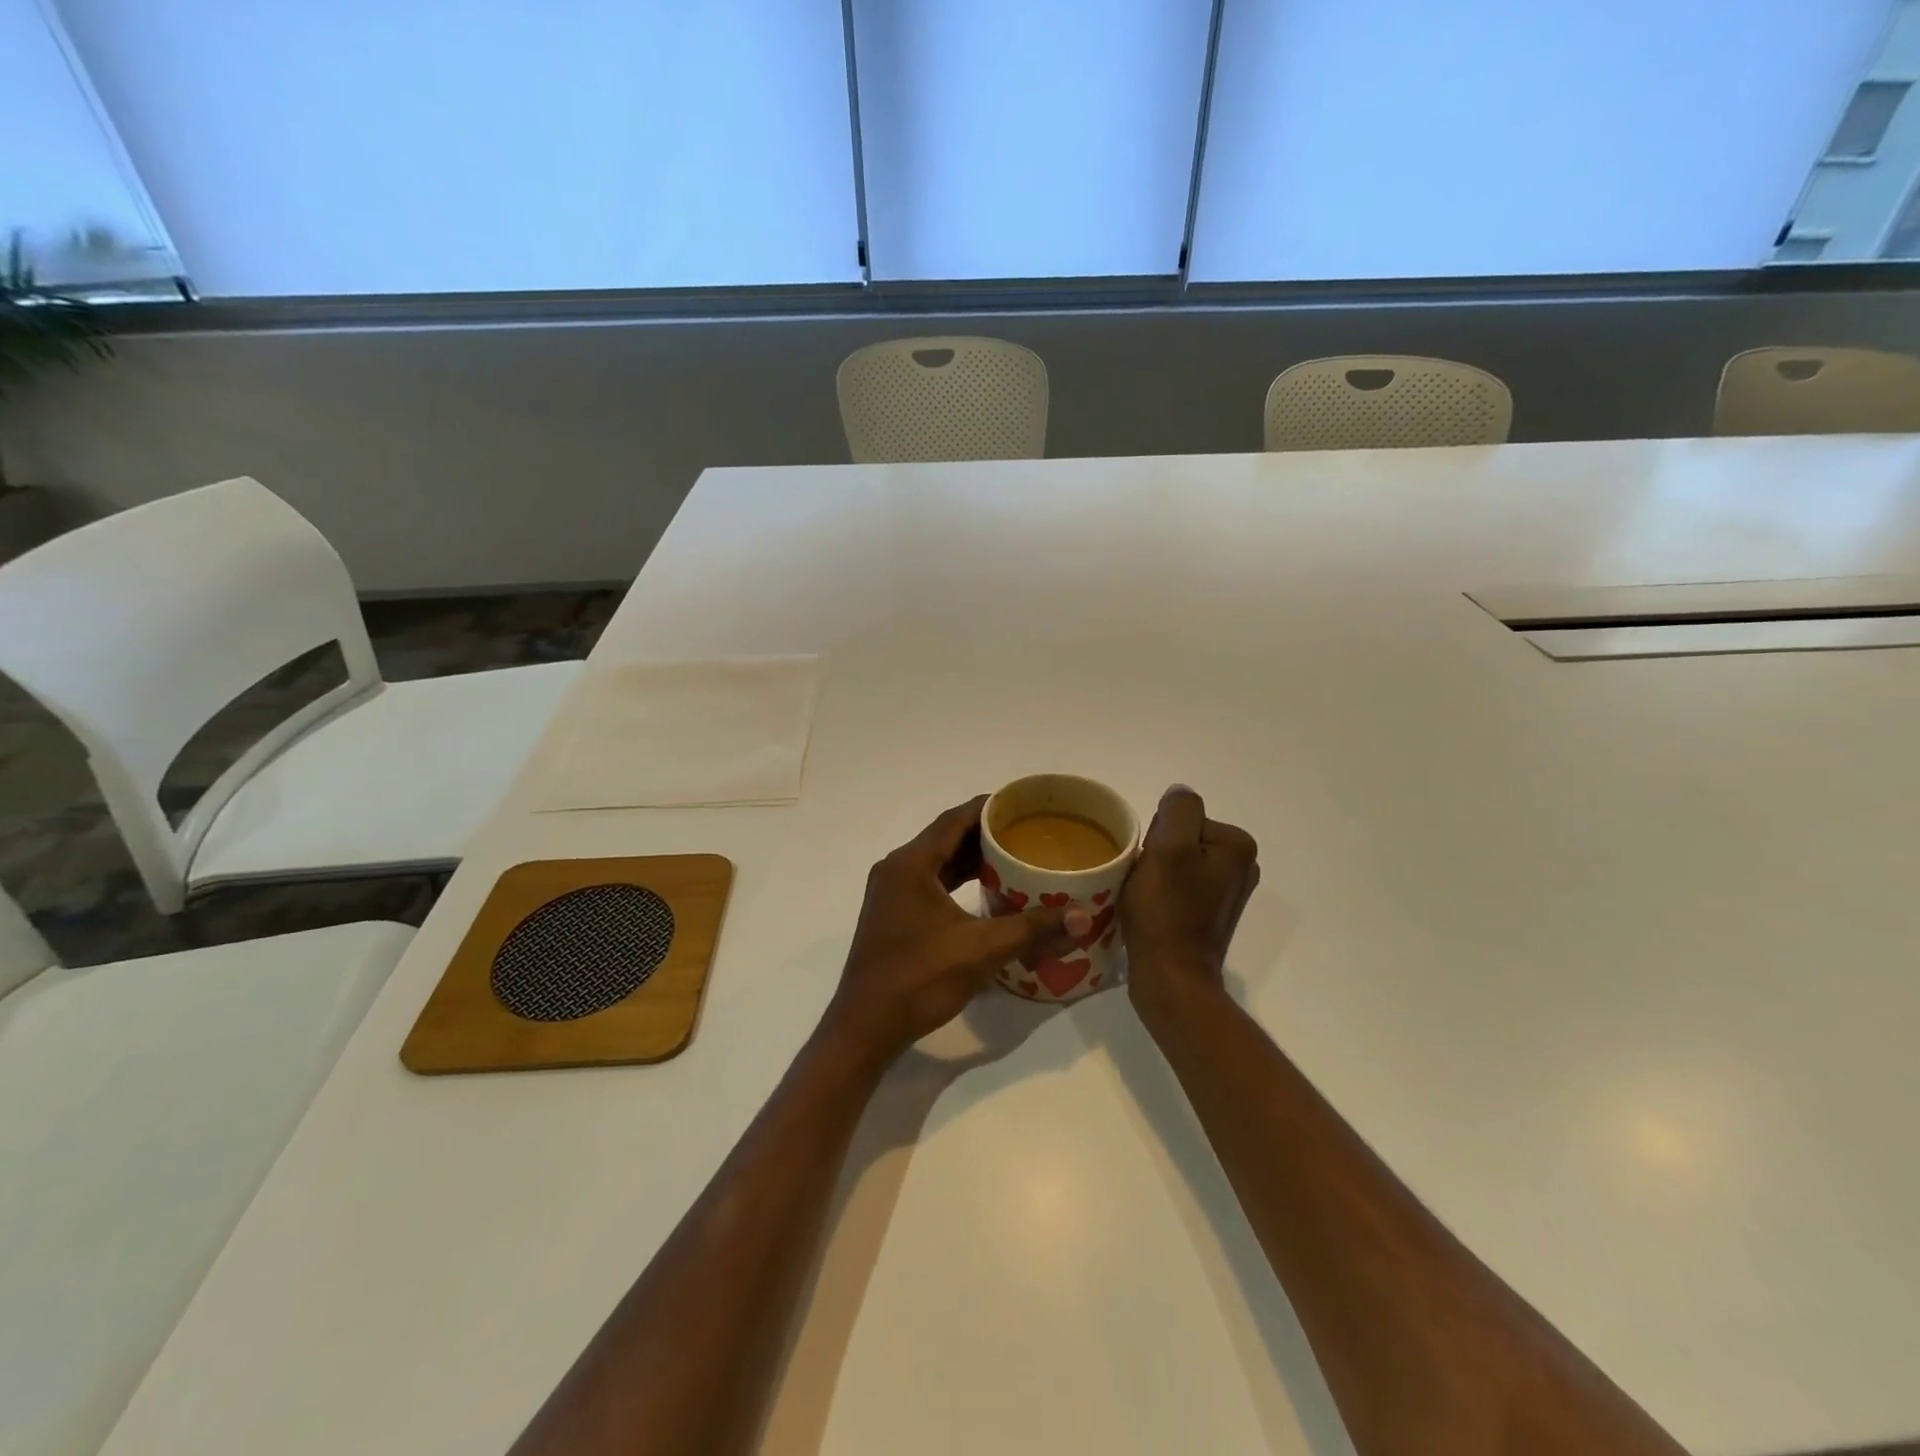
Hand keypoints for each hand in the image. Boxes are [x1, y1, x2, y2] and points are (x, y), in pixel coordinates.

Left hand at [824, 797, 1090, 1066]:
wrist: (866, 1027)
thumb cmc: (919, 979)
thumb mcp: (980, 950)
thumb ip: (1032, 929)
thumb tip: (1084, 917)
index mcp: (910, 864)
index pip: (954, 819)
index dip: (988, 808)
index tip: (1023, 804)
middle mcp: (896, 869)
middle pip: (945, 837)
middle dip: (984, 832)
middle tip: (1027, 830)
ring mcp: (890, 892)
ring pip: (937, 861)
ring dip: (970, 856)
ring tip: (1013, 855)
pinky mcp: (892, 914)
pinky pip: (930, 882)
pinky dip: (956, 879)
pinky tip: (985, 888)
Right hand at [1122, 785, 1259, 1017]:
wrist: (1172, 978)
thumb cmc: (1167, 912)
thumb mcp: (1169, 848)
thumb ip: (1178, 810)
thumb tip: (1180, 794)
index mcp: (1237, 845)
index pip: (1183, 817)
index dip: (1159, 836)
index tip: (1151, 864)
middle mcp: (1242, 865)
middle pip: (1183, 837)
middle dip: (1159, 853)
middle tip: (1148, 883)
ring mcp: (1229, 892)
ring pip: (1178, 861)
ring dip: (1157, 873)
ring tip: (1147, 897)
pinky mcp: (1212, 914)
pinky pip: (1181, 885)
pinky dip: (1164, 892)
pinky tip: (1154, 911)